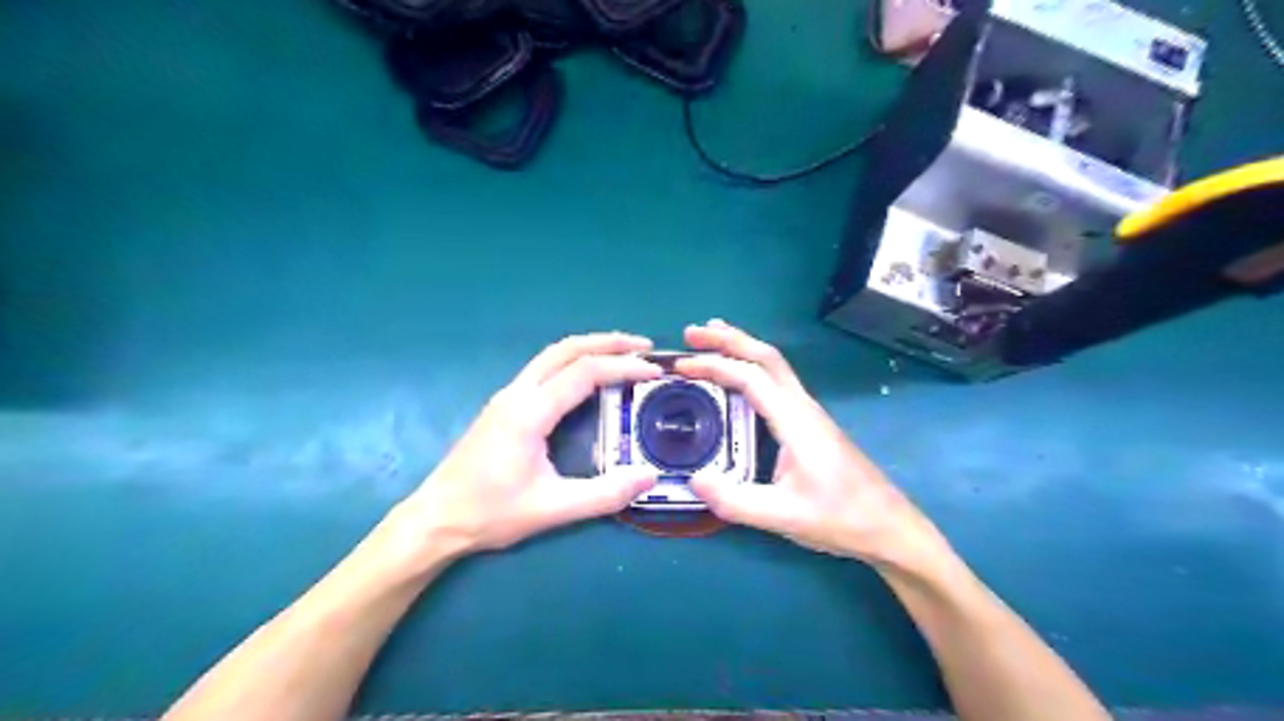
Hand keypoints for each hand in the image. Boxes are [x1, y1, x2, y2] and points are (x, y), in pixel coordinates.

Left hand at [386, 332, 660, 564]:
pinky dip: (573, 362)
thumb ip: (604, 494)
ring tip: (623, 355)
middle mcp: (517, 393)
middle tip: (644, 346)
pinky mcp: (503, 406)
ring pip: (552, 355)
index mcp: (530, 412)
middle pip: (566, 349)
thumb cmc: (490, 513)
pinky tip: (588, 378)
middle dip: (608, 342)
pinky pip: (544, 369)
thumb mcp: (552, 509)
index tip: (654, 371)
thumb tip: (649, 476)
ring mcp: (507, 397)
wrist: (435, 519)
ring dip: (590, 348)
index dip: (623, 367)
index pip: (584, 372)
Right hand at [675, 319, 946, 577]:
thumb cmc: (840, 518)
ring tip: (711, 337)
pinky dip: (753, 366)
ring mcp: (809, 412)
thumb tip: (692, 480)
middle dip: (728, 339)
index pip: (751, 378)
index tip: (681, 366)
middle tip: (691, 333)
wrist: (889, 526)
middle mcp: (803, 407)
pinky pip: (778, 380)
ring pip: (775, 365)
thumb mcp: (783, 516)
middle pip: (766, 357)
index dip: (715, 366)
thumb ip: (736, 501)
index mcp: (796, 421)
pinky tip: (740, 377)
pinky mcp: (810, 422)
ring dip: (742, 346)